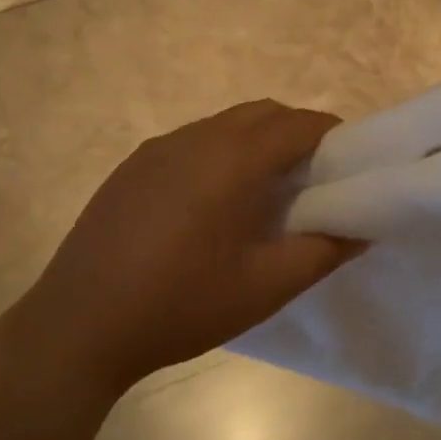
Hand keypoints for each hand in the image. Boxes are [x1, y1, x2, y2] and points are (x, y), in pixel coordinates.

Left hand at [10, 100, 363, 394]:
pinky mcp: (130, 168)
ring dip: (255, 143)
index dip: (332, 136)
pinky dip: (218, 155)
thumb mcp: (264, 287)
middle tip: (313, 179)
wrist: (80, 324)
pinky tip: (211, 205)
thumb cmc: (181, 305)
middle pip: (260, 114)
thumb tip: (360, 229)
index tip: (350, 163)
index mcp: (230, 159)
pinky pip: (189, 143)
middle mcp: (193, 138)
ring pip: (222, 126)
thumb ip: (322, 252)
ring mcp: (156, 150)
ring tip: (264, 193)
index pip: (297, 125)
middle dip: (296, 133)